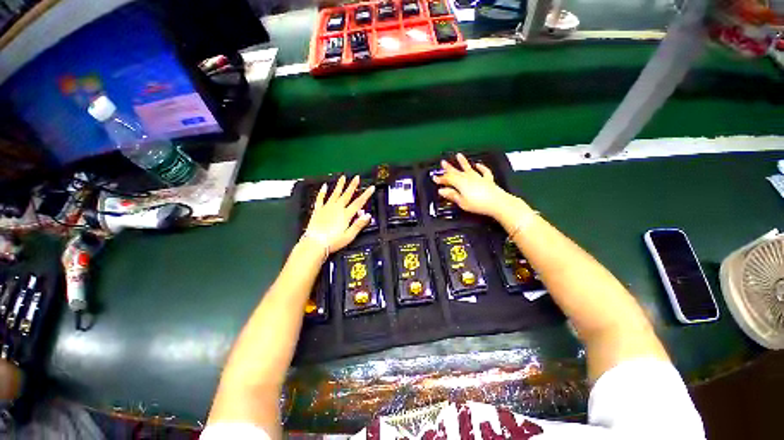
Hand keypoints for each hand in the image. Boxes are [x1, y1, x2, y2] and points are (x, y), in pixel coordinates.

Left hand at [303, 175, 374, 253]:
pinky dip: (322, 192)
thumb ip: (359, 224)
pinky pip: (320, 198)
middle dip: (353, 185)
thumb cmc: (333, 242)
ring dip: (340, 185)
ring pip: (335, 194)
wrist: (315, 243)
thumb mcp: (349, 235)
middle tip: (357, 177)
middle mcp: (337, 208)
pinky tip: (324, 186)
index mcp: (346, 215)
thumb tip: (368, 215)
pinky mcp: (318, 210)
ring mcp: (327, 208)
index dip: (366, 194)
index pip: (358, 202)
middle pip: (347, 195)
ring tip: (343, 177)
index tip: (371, 188)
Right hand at [432, 153, 528, 219]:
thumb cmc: (478, 204)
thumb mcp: (462, 202)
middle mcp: (468, 178)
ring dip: (463, 162)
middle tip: (443, 162)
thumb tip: (441, 190)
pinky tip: (478, 164)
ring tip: (459, 155)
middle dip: (448, 168)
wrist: (497, 203)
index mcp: (460, 183)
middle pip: (456, 171)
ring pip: (468, 168)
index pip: (448, 179)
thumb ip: (452, 195)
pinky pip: (483, 171)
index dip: (440, 179)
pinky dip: (481, 167)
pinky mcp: (487, 180)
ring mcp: (478, 177)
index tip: (434, 178)